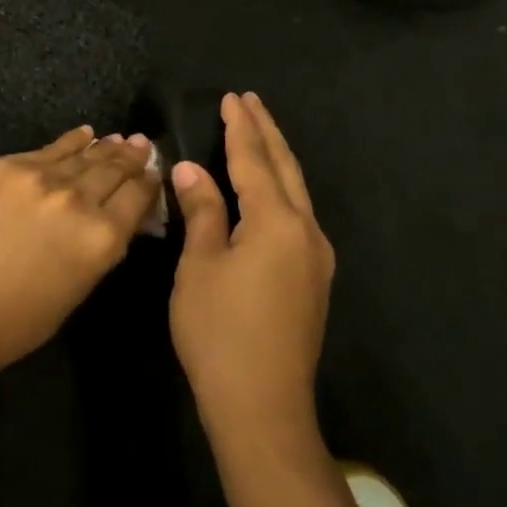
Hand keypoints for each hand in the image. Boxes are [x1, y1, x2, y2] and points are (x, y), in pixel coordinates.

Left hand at [0, 126, 159, 374]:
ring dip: (105, 147)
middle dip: (132, 157)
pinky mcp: (10, 166)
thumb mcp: (83, 283)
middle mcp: (78, 199)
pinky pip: (50, 148)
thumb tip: (121, 213)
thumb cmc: (25, 316)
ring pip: (85, 154)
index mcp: (103, 236)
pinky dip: (71, 141)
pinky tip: (83, 134)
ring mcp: (42, 177)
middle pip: (114, 169)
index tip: (154, 173)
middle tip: (142, 145)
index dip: (149, 182)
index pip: (138, 195)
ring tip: (119, 139)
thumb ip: (106, 243)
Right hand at [170, 93, 334, 448]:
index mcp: (277, 222)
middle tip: (250, 102)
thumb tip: (190, 169)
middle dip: (266, 132)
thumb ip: (201, 211)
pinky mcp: (313, 279)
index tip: (232, 98)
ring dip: (276, 158)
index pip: (254, 160)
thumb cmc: (220, 332)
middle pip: (285, 168)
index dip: (240, 128)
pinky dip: (281, 189)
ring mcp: (316, 257)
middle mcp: (306, 231)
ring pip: (297, 191)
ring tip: (258, 134)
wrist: (263, 408)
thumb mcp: (199, 266)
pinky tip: (269, 190)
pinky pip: (298, 215)